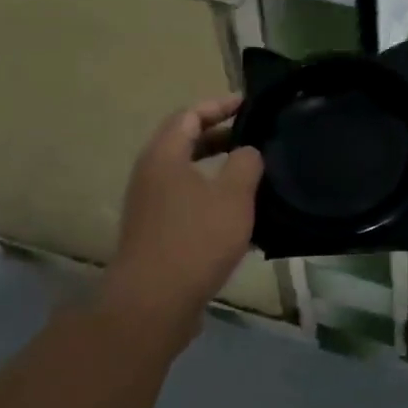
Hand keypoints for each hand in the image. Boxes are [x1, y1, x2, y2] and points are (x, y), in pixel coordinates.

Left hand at [99, 95, 264, 353]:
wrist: (154, 303)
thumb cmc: (195, 239)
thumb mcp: (233, 195)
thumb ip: (246, 163)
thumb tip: (248, 152)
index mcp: (164, 156)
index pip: (190, 115)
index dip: (219, 105)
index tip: (249, 104)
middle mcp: (151, 175)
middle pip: (186, 143)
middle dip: (221, 137)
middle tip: (256, 137)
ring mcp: (151, 207)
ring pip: (188, 176)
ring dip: (219, 171)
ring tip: (255, 174)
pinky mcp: (157, 235)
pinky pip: (188, 204)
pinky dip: (213, 199)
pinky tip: (241, 216)